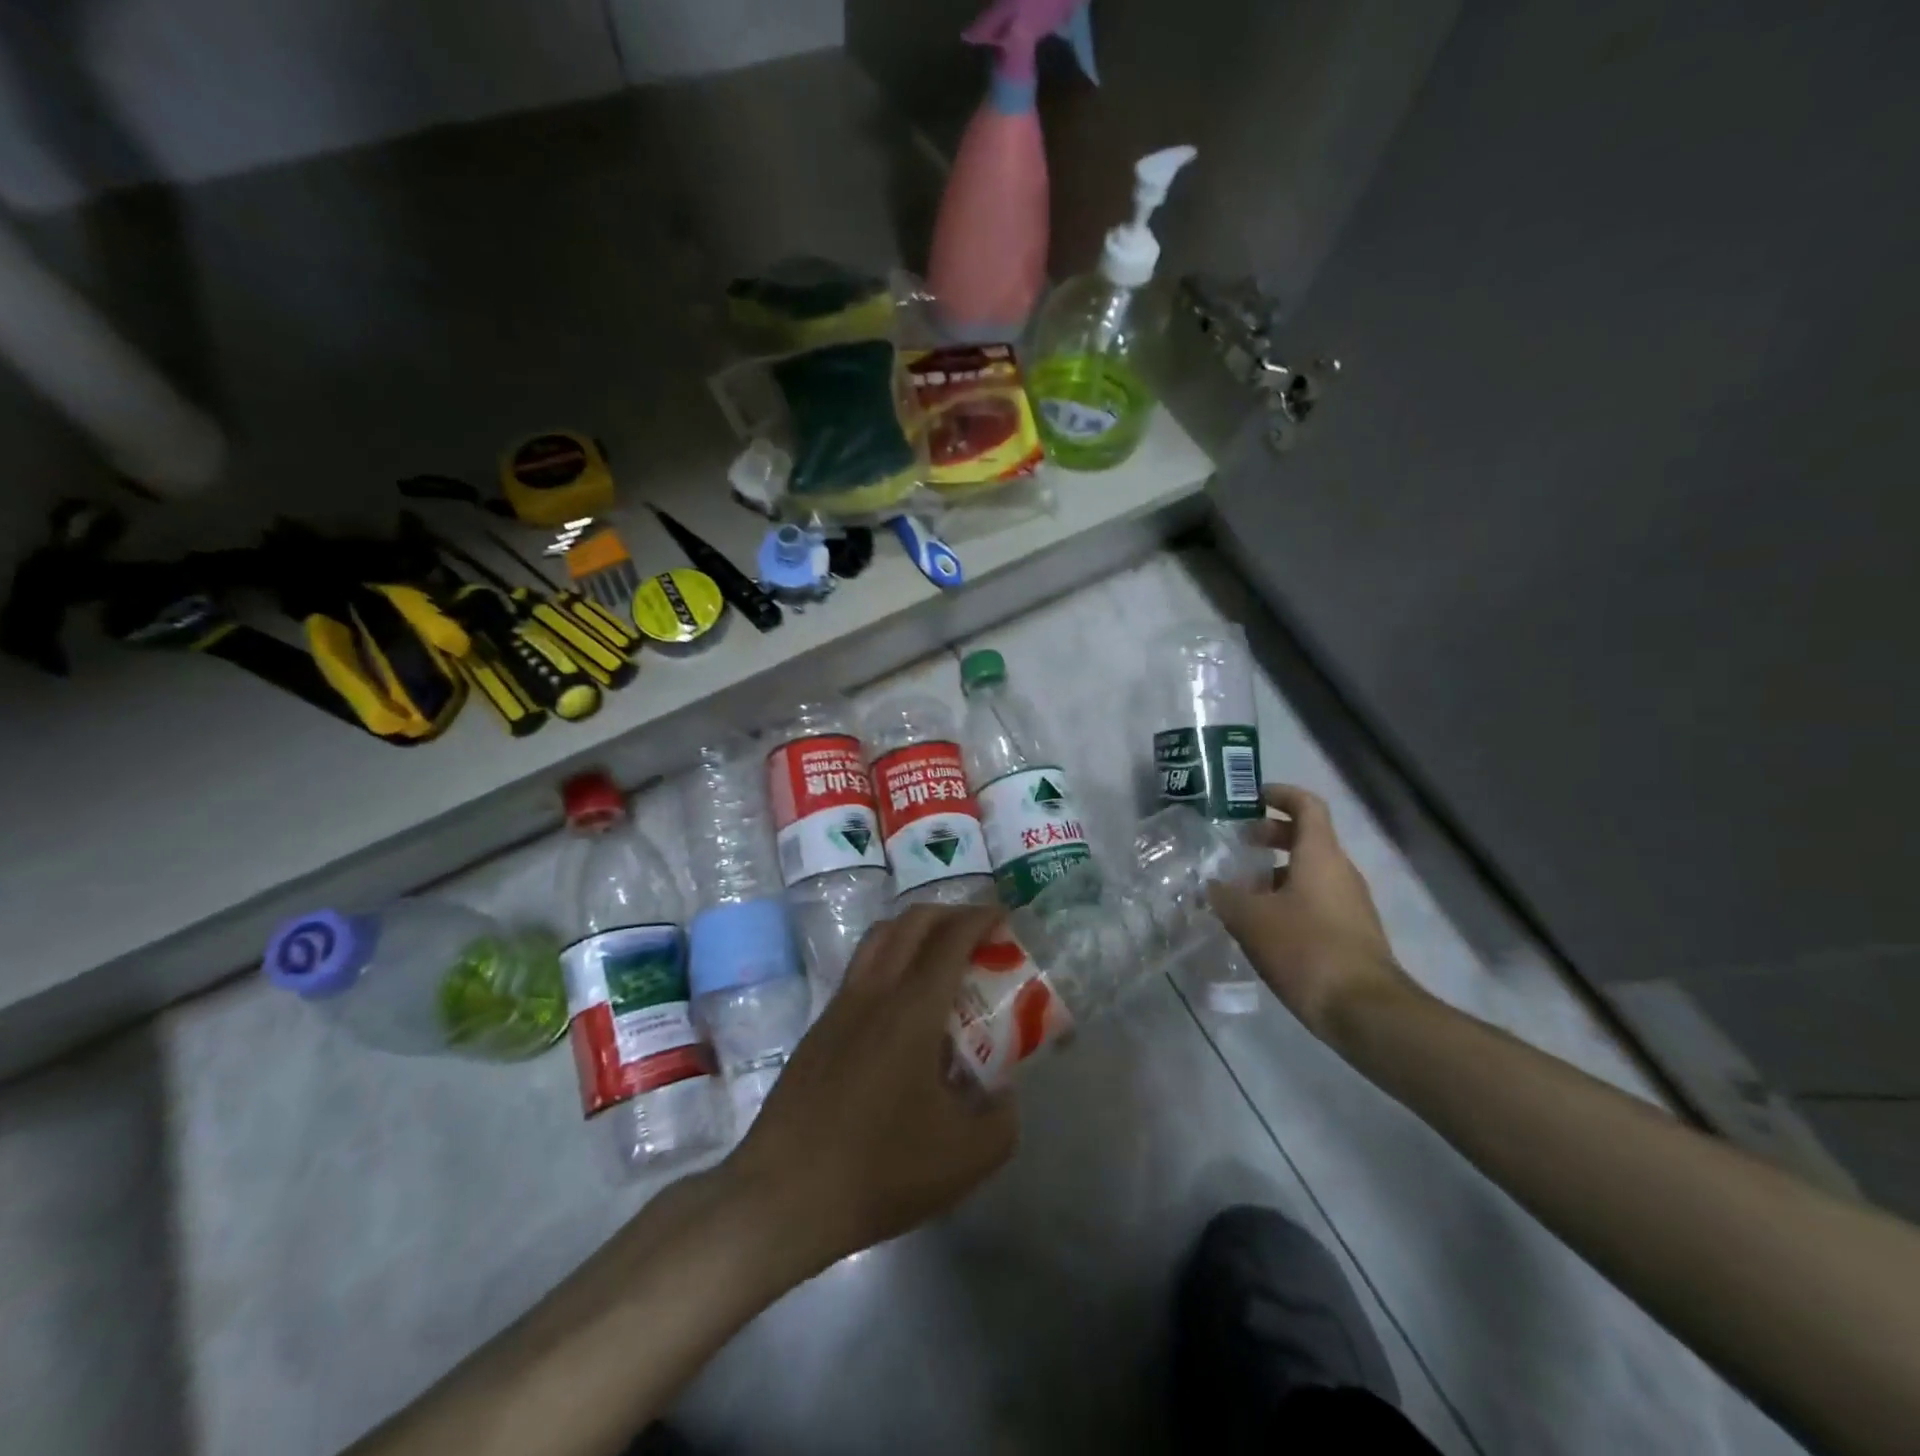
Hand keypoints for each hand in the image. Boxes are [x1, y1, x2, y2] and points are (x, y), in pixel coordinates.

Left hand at [723, 904, 1017, 1273]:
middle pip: (911, 922)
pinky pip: (860, 970)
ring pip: (878, 939)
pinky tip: (902, 1007)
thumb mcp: (966, 1158)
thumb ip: (1002, 1119)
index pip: (951, 938)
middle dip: (949, 913)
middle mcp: (874, 992)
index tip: (1004, 917)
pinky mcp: (818, 1028)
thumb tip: (1004, 1096)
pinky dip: (889, 961)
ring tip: (940, 958)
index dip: (980, 918)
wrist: (783, 1196)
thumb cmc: (880, 1170)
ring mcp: (839, 1006)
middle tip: (977, 934)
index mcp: (912, 1010)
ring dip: (914, 930)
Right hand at [1207, 784, 1418, 1041]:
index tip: (1251, 797)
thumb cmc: (1305, 948)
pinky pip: (1316, 899)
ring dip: (1275, 872)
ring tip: (1240, 891)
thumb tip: (1211, 885)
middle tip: (1238, 844)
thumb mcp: (1251, 919)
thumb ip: (1226, 896)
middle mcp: (1340, 871)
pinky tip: (1261, 924)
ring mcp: (1350, 903)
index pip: (1307, 805)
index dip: (1280, 794)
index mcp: (1320, 855)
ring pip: (1310, 871)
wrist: (1363, 1010)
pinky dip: (1288, 898)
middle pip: (1307, 837)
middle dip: (1271, 835)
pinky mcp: (1351, 932)